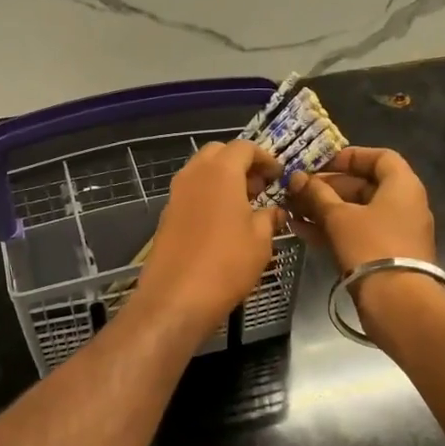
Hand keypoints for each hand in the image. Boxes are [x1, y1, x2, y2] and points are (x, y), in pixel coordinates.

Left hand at [134, 140, 284, 334]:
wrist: (176, 297)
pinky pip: (191, 193)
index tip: (278, 176)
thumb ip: (269, 218)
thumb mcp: (260, 241)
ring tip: (244, 206)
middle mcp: (194, 174)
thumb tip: (274, 212)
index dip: (264, 158)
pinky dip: (208, 196)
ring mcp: (176, 194)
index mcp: (220, 172)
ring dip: (222, 180)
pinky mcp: (166, 215)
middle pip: (218, 153)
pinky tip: (222, 223)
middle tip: (259, 187)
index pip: (244, 147)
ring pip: (201, 172)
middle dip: (240, 164)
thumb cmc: (226, 264)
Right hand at [285, 146, 436, 274]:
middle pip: (364, 185)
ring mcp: (395, 232)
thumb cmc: (371, 246)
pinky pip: (356, 233)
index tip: (321, 163)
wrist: (397, 302)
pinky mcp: (384, 255)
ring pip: (356, 212)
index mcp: (402, 186)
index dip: (350, 156)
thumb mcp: (339, 217)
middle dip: (328, 187)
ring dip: (324, 209)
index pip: (380, 157)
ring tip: (291, 209)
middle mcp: (403, 205)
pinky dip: (332, 229)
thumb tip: (297, 178)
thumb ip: (316, 194)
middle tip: (297, 189)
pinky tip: (300, 230)